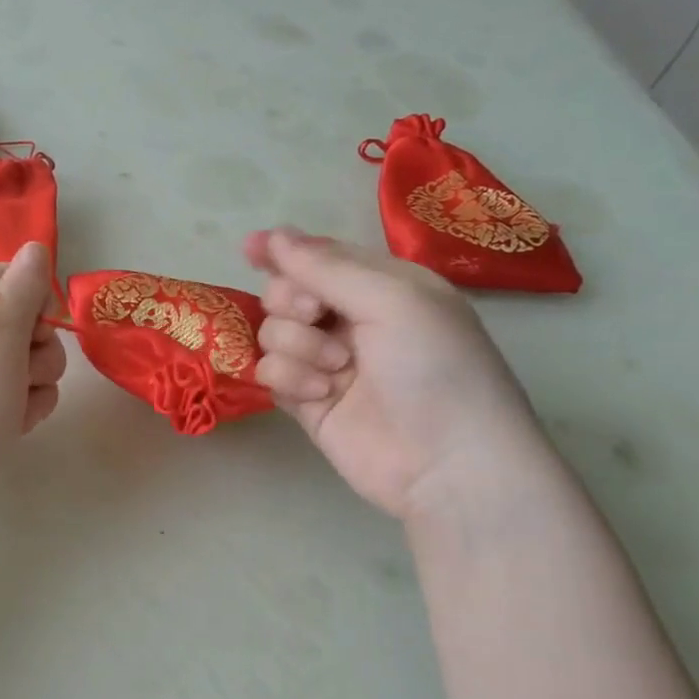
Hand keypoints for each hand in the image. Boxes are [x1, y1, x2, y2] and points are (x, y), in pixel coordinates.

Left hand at [0, 242, 66, 527]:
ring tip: (16, 411)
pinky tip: (11, 429)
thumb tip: (34, 246)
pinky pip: (1, 395)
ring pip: (18, 364)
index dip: (35, 304)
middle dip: (38, 352)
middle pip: (19, 323)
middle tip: (25, 376)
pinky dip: (15, 409)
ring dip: (32, 386)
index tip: (38, 333)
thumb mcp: (2, 337)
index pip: (12, 277)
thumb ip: (24, 288)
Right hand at [245, 228, 545, 521]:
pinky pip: (270, 371)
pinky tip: (321, 395)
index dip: (283, 250)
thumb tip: (271, 234)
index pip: (319, 256)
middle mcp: (350, 319)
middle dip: (291, 301)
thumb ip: (326, 266)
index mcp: (380, 285)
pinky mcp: (305, 400)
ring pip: (271, 332)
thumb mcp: (392, 300)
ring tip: (336, 369)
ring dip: (296, 345)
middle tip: (315, 315)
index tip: (250, 249)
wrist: (447, 464)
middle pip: (284, 292)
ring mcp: (325, 361)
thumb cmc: (434, 368)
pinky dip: (289, 378)